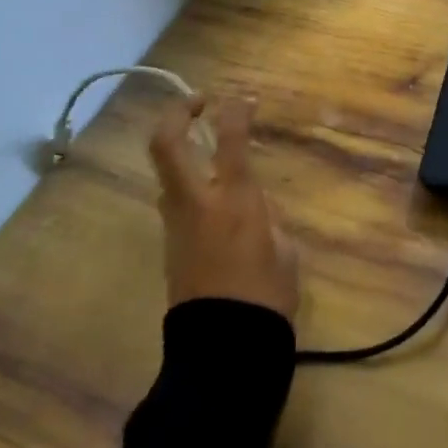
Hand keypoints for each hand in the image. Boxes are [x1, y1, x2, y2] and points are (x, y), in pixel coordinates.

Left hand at [150, 93, 298, 319]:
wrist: (224, 348)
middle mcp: (197, 202)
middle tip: (199, 103)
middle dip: (177, 113)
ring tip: (205, 146)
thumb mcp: (283, 248)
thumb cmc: (267, 296)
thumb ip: (267, 217)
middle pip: (166, 144)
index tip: (245, 99)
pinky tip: (210, 191)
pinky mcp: (168, 245)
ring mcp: (175, 223)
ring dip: (179, 149)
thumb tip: (253, 206)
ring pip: (164, 172)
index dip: (236, 110)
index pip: (230, 139)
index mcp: (233, 200)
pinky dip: (186, 181)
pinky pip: (172, 199)